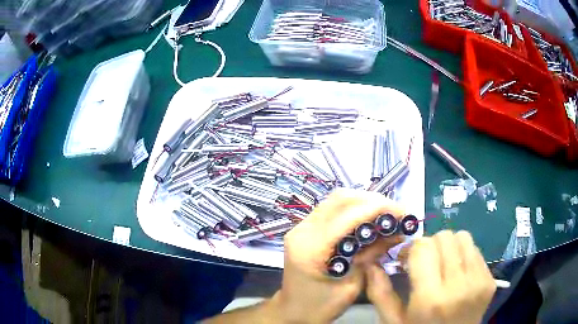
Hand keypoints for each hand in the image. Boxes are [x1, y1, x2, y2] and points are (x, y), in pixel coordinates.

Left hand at [269, 189, 405, 322]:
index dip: (378, 208)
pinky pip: (331, 210)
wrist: (292, 312)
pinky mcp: (305, 229)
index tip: (402, 212)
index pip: (348, 216)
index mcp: (311, 248)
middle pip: (340, 199)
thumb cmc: (320, 306)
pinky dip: (353, 209)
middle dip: (372, 200)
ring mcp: (300, 227)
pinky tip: (368, 218)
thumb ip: (371, 256)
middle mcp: (302, 230)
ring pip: (336, 200)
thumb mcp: (352, 286)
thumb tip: (396, 233)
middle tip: (396, 211)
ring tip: (386, 213)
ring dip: (363, 202)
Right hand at [365, 230, 495, 323]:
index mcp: (430, 299)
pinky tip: (457, 272)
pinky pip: (476, 250)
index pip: (423, 248)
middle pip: (444, 237)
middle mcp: (459, 286)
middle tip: (424, 263)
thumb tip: (369, 263)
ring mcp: (479, 282)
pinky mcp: (490, 280)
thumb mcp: (394, 322)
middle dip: (429, 245)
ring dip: (449, 246)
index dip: (411, 249)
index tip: (406, 260)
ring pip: (463, 237)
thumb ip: (380, 293)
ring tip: (442, 264)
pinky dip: (463, 254)